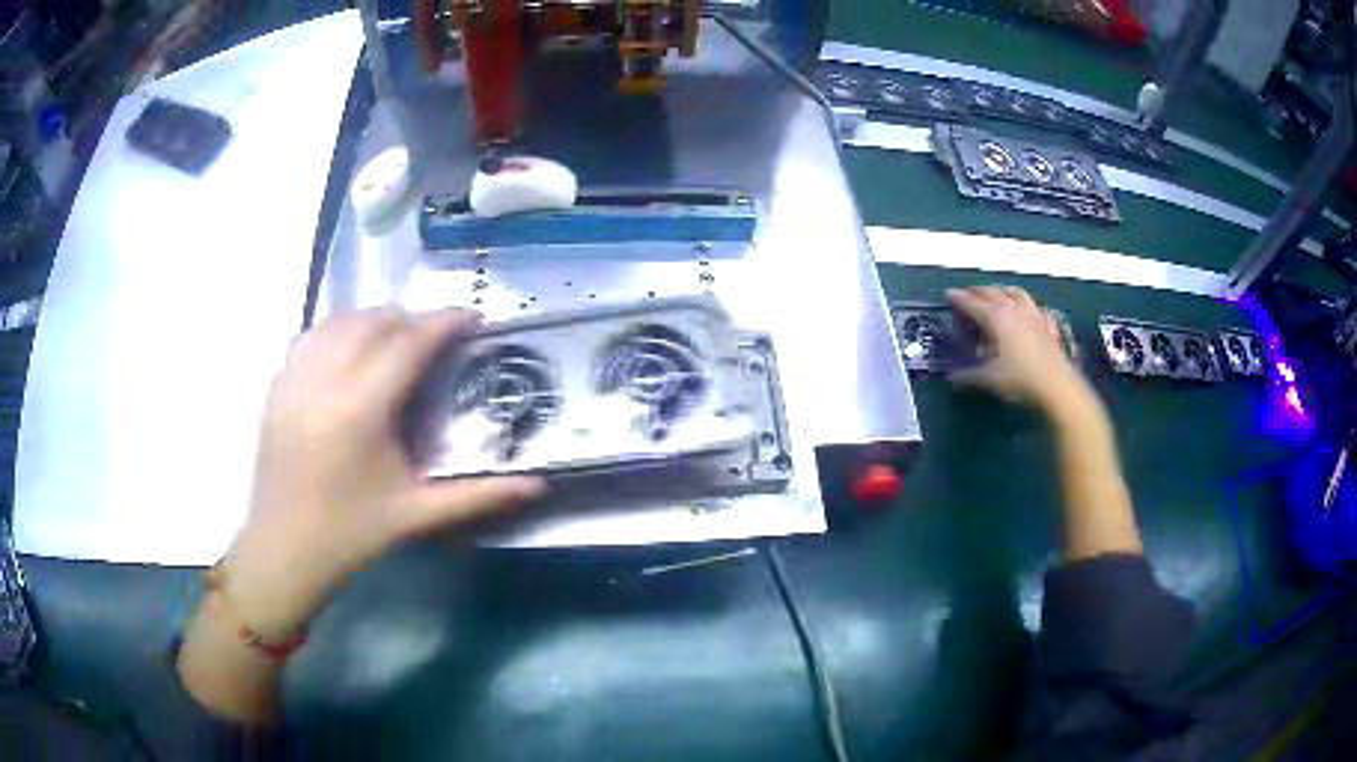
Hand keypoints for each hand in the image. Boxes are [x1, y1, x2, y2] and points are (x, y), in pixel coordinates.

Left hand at [224, 308, 543, 637]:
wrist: (283, 550)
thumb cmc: (351, 535)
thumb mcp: (417, 515)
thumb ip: (479, 496)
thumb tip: (538, 485)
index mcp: (361, 410)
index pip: (409, 344)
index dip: (444, 323)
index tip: (472, 317)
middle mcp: (324, 380)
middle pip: (374, 322)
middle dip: (412, 319)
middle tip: (438, 336)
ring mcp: (295, 379)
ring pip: (339, 321)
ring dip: (374, 319)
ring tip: (397, 338)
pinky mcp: (277, 386)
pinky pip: (311, 336)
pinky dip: (338, 331)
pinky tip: (350, 351)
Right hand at [946, 286, 1088, 413]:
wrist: (1056, 386)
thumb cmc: (1020, 379)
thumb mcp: (989, 379)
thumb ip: (968, 376)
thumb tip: (952, 379)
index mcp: (996, 318)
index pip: (972, 303)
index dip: (958, 299)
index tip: (949, 295)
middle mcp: (1013, 310)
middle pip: (992, 292)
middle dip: (978, 292)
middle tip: (968, 295)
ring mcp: (1033, 315)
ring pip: (1016, 293)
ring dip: (1003, 291)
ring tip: (997, 294)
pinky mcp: (1047, 325)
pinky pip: (1036, 309)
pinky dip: (1028, 307)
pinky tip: (1028, 313)